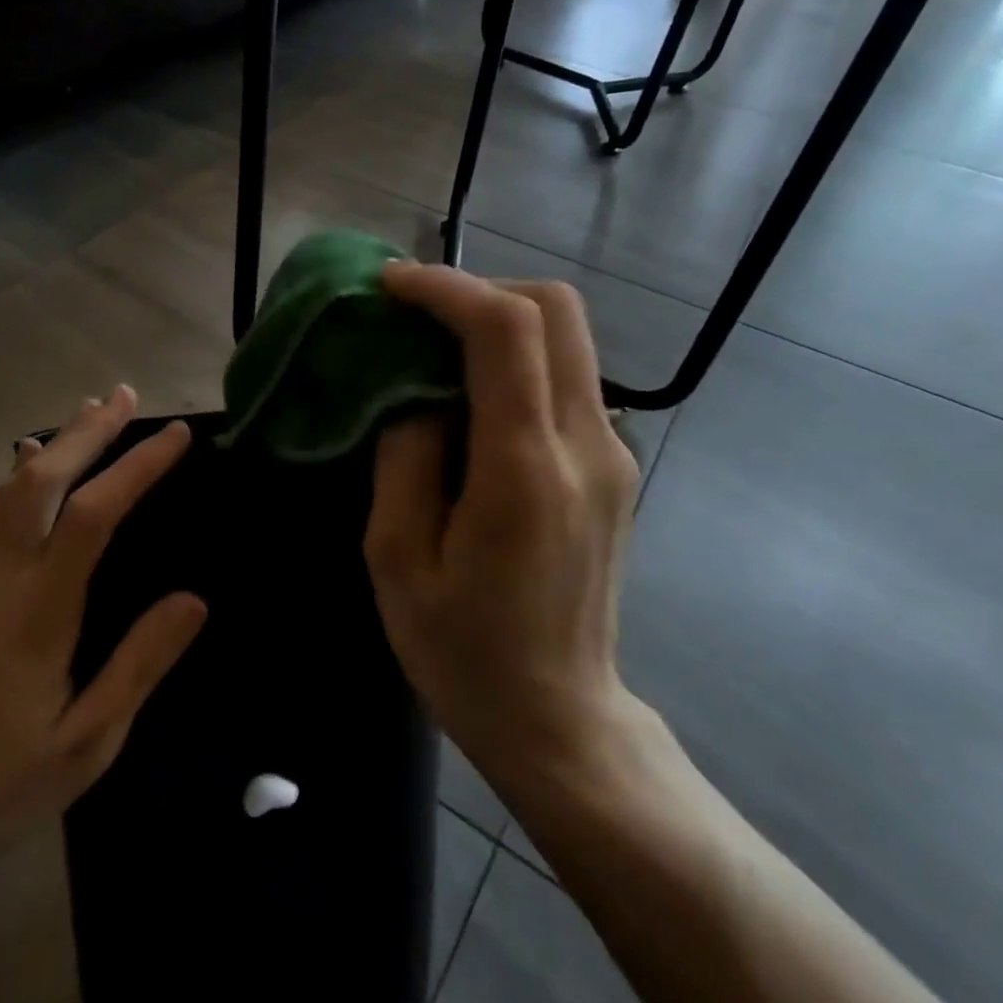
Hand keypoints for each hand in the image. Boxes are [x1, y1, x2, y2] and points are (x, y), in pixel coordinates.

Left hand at [0, 386, 205, 856]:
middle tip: (126, 396)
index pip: (90, 516)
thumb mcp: (91, 739)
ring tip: (92, 411)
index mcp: (38, 613)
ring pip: (11, 491)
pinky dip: (28, 474)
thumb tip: (193, 599)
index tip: (174, 436)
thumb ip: (141, 664)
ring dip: (57, 444)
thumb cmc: (8, 781)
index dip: (134, 467)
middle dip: (86, 433)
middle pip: (39, 482)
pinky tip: (39, 463)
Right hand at [364, 264, 643, 799]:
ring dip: (500, 322)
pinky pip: (567, 381)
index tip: (390, 284)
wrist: (559, 718)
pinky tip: (470, 400)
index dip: (445, 287)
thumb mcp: (396, 558)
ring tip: (434, 350)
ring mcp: (611, 455)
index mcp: (524, 469)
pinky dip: (518, 360)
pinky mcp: (612, 469)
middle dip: (481, 289)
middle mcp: (585, 445)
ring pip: (569, 338)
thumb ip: (404, 457)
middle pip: (556, 310)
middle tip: (416, 314)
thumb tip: (415, 393)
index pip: (505, 330)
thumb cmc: (462, 650)